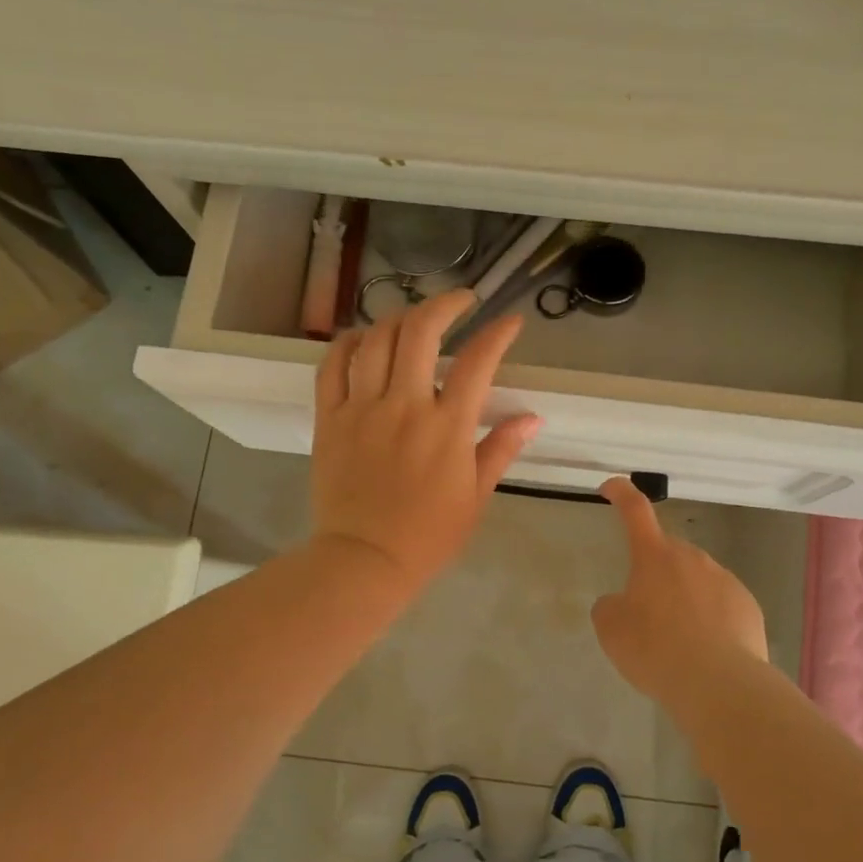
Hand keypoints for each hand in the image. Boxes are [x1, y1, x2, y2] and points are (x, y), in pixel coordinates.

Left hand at [310, 289, 541, 590]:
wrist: (364, 560)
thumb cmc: (428, 534)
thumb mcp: (476, 496)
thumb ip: (501, 449)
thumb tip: (532, 417)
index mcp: (447, 427)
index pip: (478, 362)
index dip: (498, 333)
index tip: (509, 321)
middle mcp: (404, 406)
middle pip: (420, 332)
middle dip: (445, 304)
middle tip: (460, 301)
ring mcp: (362, 409)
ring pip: (376, 339)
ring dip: (399, 318)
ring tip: (414, 319)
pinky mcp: (330, 418)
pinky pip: (332, 365)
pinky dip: (347, 342)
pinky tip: (362, 336)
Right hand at [591, 477, 767, 702]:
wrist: (719, 684)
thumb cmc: (656, 649)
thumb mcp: (612, 629)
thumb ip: (611, 606)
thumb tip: (622, 602)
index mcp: (654, 555)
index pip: (635, 510)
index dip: (621, 493)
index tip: (611, 487)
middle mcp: (692, 557)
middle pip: (667, 553)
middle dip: (655, 573)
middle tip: (646, 610)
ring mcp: (724, 579)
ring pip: (696, 579)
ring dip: (684, 597)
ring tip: (677, 639)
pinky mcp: (748, 605)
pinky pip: (721, 603)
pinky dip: (710, 617)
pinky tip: (706, 649)